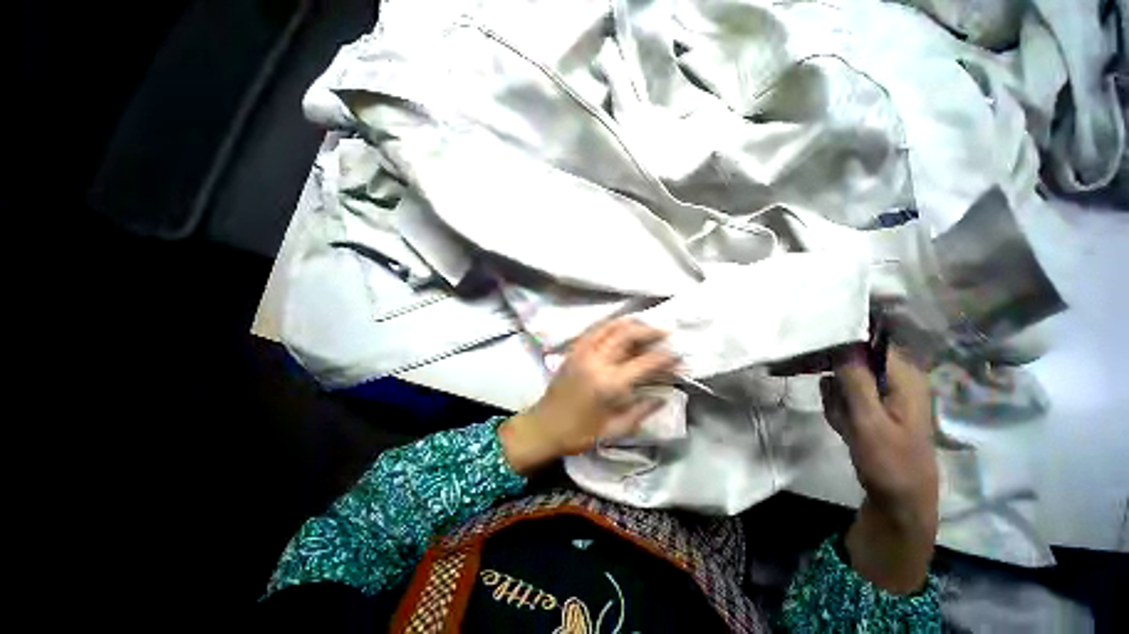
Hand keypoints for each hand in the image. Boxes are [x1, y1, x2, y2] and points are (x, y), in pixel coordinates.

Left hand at [500, 318, 677, 474]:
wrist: (544, 426)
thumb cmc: (580, 433)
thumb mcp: (616, 429)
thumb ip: (642, 410)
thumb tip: (663, 396)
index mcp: (610, 383)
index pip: (646, 362)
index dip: (666, 357)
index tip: (678, 355)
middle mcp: (597, 361)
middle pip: (628, 334)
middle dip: (650, 330)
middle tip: (665, 333)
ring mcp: (583, 351)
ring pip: (611, 326)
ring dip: (631, 323)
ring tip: (646, 326)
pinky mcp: (573, 350)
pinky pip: (595, 330)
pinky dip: (611, 325)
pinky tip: (620, 328)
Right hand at [820, 344, 938, 593]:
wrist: (899, 500)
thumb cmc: (889, 461)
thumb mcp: (868, 420)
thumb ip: (855, 380)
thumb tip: (841, 342)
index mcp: (904, 376)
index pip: (868, 341)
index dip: (840, 340)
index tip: (813, 351)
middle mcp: (896, 378)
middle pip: (853, 359)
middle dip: (835, 378)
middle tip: (832, 401)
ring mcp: (886, 392)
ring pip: (845, 378)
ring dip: (836, 398)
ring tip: (844, 422)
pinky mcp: (875, 405)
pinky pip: (846, 395)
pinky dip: (839, 408)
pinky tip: (845, 427)